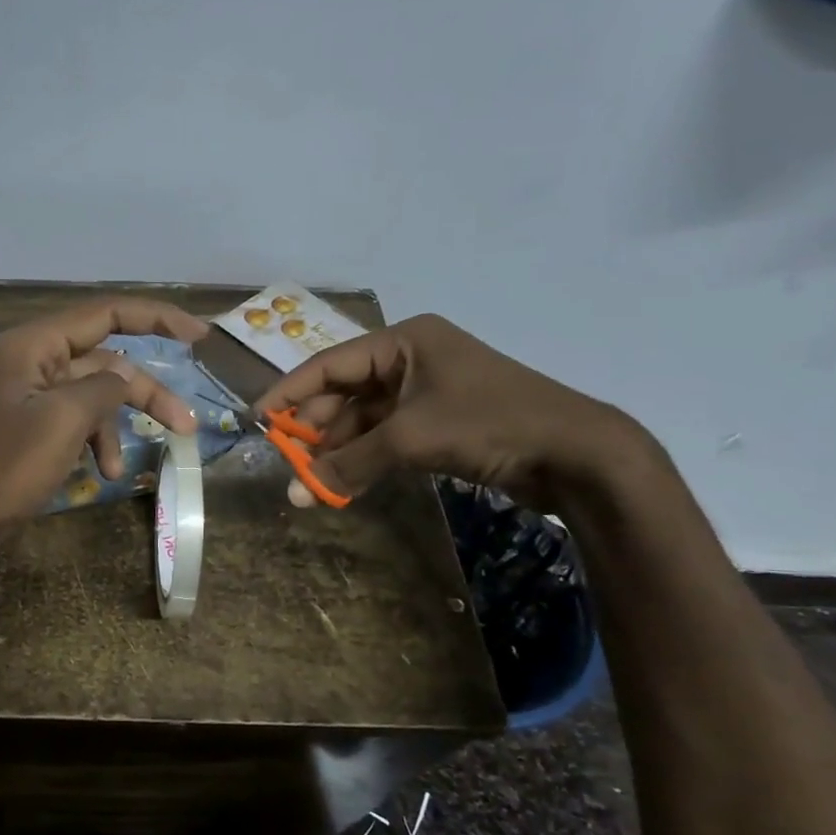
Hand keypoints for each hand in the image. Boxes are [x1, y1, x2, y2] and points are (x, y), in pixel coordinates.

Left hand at [0, 298, 206, 544]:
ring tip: (118, 470)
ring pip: (92, 397)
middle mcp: (31, 361)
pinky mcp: (27, 428)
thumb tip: (125, 376)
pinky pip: (73, 422)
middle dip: (144, 394)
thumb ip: (104, 387)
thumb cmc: (6, 467)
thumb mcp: (64, 420)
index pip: (105, 314)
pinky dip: (91, 442)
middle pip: (105, 363)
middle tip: (185, 424)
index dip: (156, 318)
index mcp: (34, 345)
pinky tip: (100, 473)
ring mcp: (27, 396)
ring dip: (113, 428)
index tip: (199, 336)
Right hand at [255, 314, 650, 509]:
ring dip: (339, 449)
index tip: (258, 419)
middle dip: (316, 428)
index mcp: (404, 341)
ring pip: (364, 418)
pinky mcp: (440, 423)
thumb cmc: (488, 423)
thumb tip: (296, 493)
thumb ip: (350, 463)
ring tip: (313, 480)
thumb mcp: (410, 439)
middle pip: (345, 391)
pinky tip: (344, 481)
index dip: (290, 392)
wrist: (577, 454)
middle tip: (288, 459)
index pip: (330, 363)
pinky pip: (386, 436)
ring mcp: (427, 392)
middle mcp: (411, 359)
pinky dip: (365, 458)